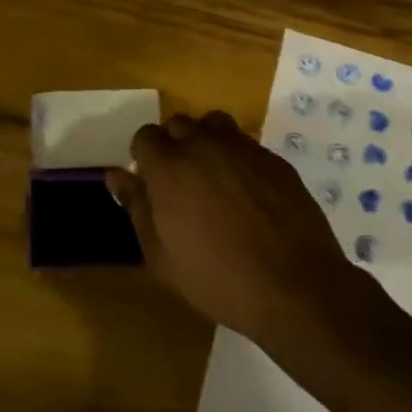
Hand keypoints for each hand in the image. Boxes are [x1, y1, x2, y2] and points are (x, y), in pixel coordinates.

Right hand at [106, 111, 366, 342]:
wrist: (294, 286)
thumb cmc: (217, 278)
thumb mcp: (161, 255)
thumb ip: (137, 207)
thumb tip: (116, 174)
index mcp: (170, 166)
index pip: (145, 136)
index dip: (144, 156)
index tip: (150, 183)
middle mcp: (204, 145)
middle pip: (179, 124)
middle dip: (173, 145)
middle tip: (180, 183)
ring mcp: (243, 148)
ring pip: (214, 125)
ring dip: (206, 142)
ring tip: (212, 177)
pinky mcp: (274, 159)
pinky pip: (246, 144)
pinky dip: (237, 157)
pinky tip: (246, 192)